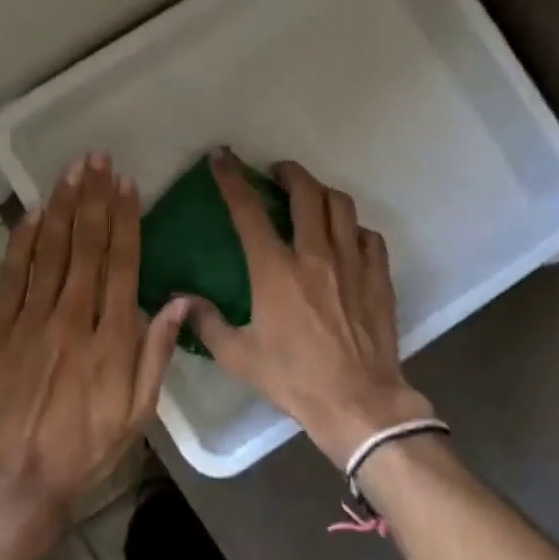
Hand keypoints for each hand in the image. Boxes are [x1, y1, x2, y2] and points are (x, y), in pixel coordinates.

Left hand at [0, 154, 188, 532]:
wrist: (13, 481)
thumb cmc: (84, 449)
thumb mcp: (137, 414)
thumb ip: (156, 355)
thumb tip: (177, 302)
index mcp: (109, 339)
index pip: (120, 264)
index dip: (125, 220)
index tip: (126, 185)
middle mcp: (70, 319)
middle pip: (85, 247)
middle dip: (94, 199)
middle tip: (97, 159)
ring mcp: (30, 321)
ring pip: (49, 252)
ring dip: (62, 208)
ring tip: (71, 171)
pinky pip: (12, 275)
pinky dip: (22, 241)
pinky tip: (32, 214)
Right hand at [187, 151, 432, 466]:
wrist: (359, 402)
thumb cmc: (295, 379)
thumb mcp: (240, 357)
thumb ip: (207, 322)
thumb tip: (180, 298)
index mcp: (276, 270)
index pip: (248, 211)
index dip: (232, 178)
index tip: (223, 156)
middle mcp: (315, 255)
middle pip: (306, 192)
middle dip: (289, 172)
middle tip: (278, 172)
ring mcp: (352, 262)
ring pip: (341, 205)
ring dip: (322, 192)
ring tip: (312, 197)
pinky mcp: (378, 276)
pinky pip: (367, 235)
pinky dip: (353, 228)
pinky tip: (346, 238)